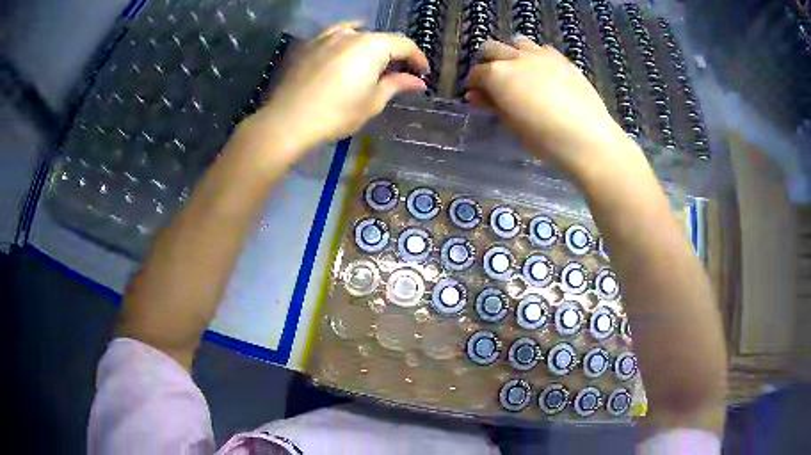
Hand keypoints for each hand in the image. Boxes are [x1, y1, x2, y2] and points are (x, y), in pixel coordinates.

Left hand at [249, 22, 429, 154]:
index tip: (423, 73)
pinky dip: (346, 41)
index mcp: (372, 45)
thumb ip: (397, 85)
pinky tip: (345, 49)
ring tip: (372, 61)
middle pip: (381, 38)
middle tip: (399, 73)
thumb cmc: (336, 113)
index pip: (404, 44)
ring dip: (370, 46)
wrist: (288, 120)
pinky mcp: (309, 45)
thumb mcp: (372, 102)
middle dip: (394, 54)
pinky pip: (334, 36)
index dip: (417, 58)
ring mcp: (326, 36)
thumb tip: (418, 81)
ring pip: (357, 34)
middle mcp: (351, 34)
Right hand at [466, 37, 633, 173]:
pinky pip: (542, 49)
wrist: (586, 137)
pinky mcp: (561, 59)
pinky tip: (542, 73)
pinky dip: (536, 57)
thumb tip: (476, 95)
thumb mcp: (511, 123)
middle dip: (487, 62)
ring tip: (519, 72)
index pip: (476, 73)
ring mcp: (540, 55)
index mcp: (497, 75)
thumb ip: (492, 104)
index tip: (477, 95)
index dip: (474, 84)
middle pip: (491, 48)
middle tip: (493, 81)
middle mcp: (515, 58)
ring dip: (512, 53)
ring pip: (517, 42)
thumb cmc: (543, 138)